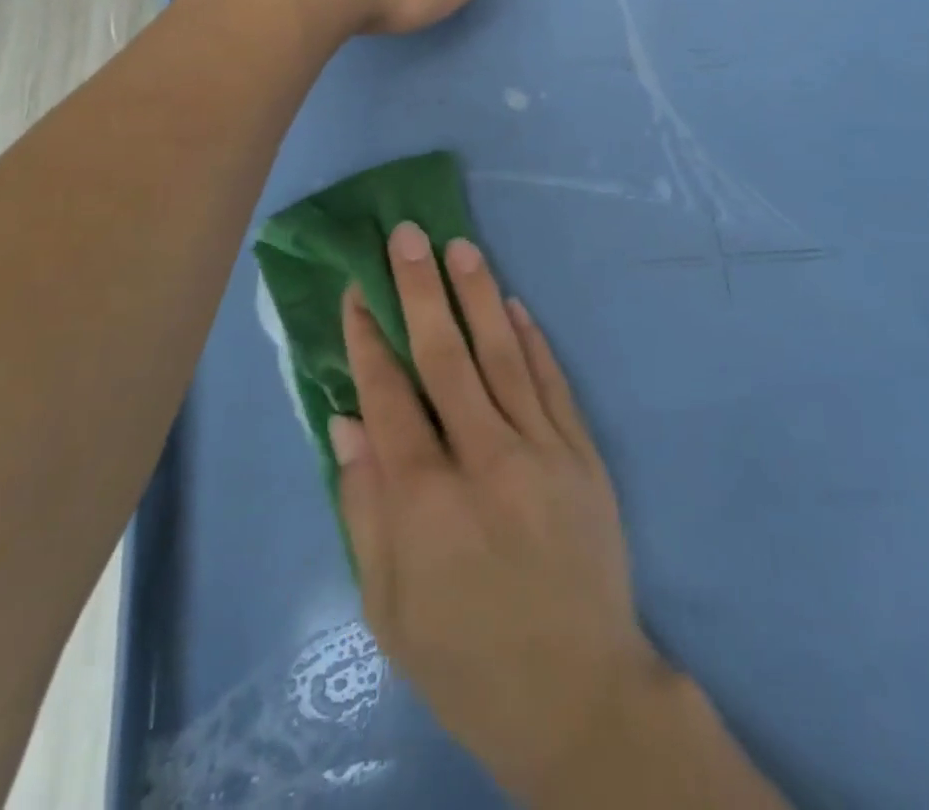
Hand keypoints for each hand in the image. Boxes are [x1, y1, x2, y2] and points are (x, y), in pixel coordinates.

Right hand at [329, 224, 666, 802]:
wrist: (579, 694)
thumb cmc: (467, 660)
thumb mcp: (388, 609)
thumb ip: (364, 508)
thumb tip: (345, 419)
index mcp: (426, 500)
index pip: (389, 395)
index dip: (369, 338)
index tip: (356, 291)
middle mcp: (485, 458)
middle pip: (446, 355)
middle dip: (420, 289)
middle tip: (408, 234)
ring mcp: (543, 449)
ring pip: (503, 354)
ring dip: (478, 295)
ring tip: (460, 246)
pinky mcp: (582, 453)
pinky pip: (552, 381)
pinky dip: (532, 339)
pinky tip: (513, 305)